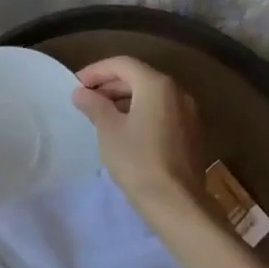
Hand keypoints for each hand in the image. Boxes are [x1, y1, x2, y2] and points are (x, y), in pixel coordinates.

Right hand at [72, 56, 207, 210]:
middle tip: (86, 98)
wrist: (176, 203)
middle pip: (139, 77)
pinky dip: (141, 111)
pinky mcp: (191, 133)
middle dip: (110, 84)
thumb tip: (81, 92)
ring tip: (101, 113)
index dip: (97, 70)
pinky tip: (125, 129)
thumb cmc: (137, 160)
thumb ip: (94, 105)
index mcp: (157, 85)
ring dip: (125, 98)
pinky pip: (162, 111)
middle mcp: (177, 92)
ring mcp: (188, 113)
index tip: (76, 83)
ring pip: (152, 95)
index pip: (123, 64)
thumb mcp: (108, 130)